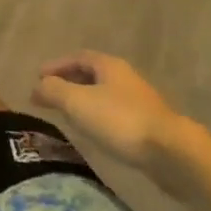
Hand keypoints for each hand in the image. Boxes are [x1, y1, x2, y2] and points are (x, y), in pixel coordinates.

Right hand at [33, 51, 196, 193]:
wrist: (172, 153)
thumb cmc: (120, 121)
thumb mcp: (78, 103)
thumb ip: (54, 91)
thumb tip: (38, 86)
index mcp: (108, 65)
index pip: (76, 57)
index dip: (56, 65)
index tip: (38, 78)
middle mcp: (124, 77)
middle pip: (91, 74)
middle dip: (69, 82)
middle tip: (51, 96)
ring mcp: (140, 102)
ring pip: (104, 95)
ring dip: (84, 101)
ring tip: (69, 116)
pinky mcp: (149, 126)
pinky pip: (116, 114)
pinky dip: (99, 118)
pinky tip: (95, 134)